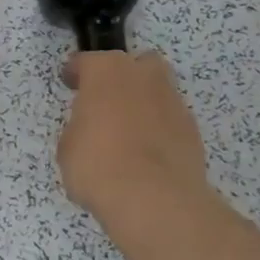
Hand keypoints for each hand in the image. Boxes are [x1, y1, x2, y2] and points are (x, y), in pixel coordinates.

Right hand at [59, 50, 210, 226]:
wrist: (154, 199)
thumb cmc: (98, 165)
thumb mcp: (68, 147)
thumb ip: (79, 129)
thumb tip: (90, 132)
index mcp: (106, 71)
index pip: (87, 61)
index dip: (75, 72)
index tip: (69, 83)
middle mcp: (143, 76)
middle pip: (134, 64)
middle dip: (122, 77)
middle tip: (106, 102)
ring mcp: (172, 101)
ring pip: (157, 90)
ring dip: (143, 103)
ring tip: (128, 134)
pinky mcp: (192, 129)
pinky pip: (170, 120)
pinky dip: (159, 130)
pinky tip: (147, 154)